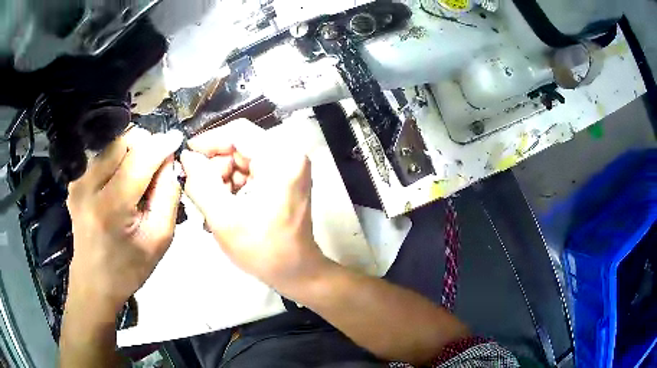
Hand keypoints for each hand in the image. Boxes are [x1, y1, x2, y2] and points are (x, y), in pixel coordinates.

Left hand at [66, 127, 183, 312]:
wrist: (93, 282)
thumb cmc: (129, 267)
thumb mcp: (159, 239)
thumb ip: (168, 195)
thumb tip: (171, 160)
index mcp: (110, 207)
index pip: (140, 158)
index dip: (161, 144)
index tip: (177, 139)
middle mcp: (88, 186)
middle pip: (123, 140)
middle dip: (145, 146)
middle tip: (155, 168)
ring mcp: (78, 181)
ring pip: (112, 143)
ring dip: (131, 152)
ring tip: (137, 177)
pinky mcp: (74, 181)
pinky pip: (101, 155)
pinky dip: (117, 160)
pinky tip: (120, 182)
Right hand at [180, 120, 327, 287]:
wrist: (296, 272)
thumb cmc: (262, 250)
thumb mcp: (223, 217)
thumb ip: (200, 182)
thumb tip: (186, 156)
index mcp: (281, 158)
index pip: (237, 132)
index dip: (208, 141)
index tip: (187, 157)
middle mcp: (290, 154)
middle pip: (240, 145)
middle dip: (215, 166)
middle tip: (198, 189)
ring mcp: (289, 165)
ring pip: (243, 157)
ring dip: (222, 177)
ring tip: (213, 203)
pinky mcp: (285, 177)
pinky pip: (251, 169)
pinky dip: (234, 183)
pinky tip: (225, 204)